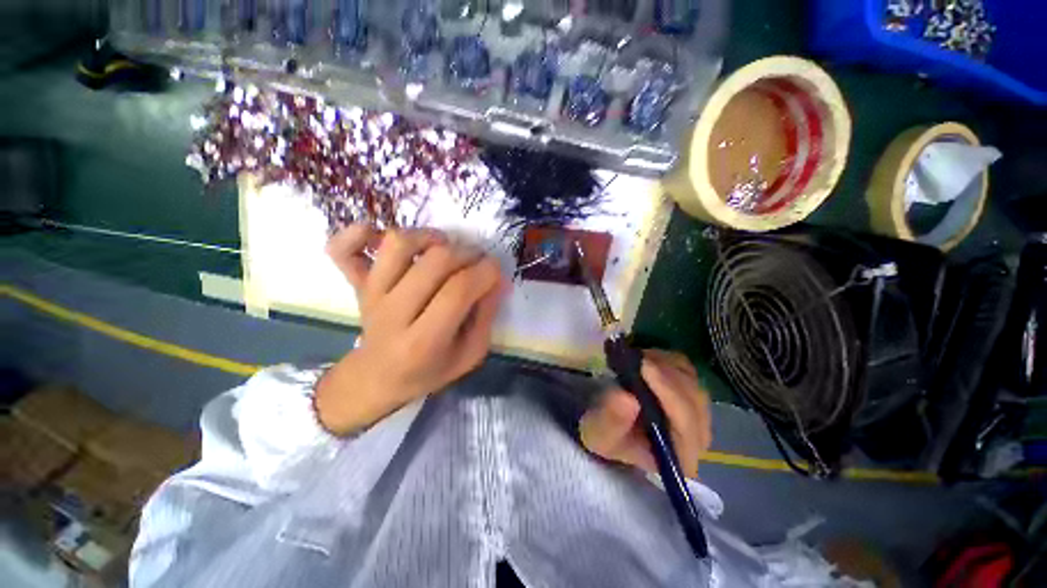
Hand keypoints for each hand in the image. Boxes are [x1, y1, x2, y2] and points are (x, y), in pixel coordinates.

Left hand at [315, 224, 506, 434]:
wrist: (377, 378)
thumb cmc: (429, 370)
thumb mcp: (470, 354)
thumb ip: (486, 316)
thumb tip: (498, 280)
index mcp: (423, 342)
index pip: (458, 291)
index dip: (485, 272)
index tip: (495, 270)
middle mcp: (394, 313)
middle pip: (435, 262)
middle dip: (467, 254)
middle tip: (477, 261)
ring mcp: (371, 294)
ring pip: (398, 245)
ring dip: (429, 237)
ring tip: (444, 247)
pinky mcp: (357, 284)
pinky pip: (343, 249)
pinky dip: (358, 233)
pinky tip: (379, 235)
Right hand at [579, 350, 710, 477]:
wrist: (608, 423)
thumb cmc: (605, 434)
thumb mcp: (599, 433)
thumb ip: (612, 420)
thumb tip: (628, 399)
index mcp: (681, 456)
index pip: (687, 423)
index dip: (668, 393)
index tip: (643, 368)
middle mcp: (698, 436)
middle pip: (693, 398)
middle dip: (664, 375)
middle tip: (635, 358)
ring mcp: (698, 410)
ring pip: (689, 379)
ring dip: (662, 365)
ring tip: (635, 361)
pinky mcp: (690, 388)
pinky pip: (685, 367)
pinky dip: (665, 359)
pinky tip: (644, 360)